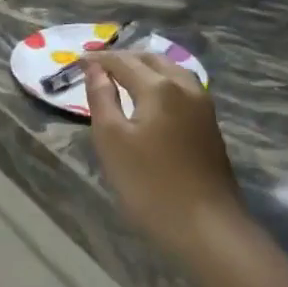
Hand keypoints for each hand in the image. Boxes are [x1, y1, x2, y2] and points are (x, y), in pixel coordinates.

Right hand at [84, 53, 241, 258]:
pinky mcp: (210, 126)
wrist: (208, 227)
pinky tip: (151, 99)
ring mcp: (202, 106)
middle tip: (99, 67)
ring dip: (146, 68)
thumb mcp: (112, 140)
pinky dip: (161, 83)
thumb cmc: (150, 184)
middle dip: (124, 59)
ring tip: (123, 79)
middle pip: (151, 60)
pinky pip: (182, 88)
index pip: (123, 62)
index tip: (77, 62)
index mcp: (159, 87)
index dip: (99, 59)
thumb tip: (93, 69)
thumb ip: (101, 98)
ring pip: (171, 72)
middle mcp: (184, 87)